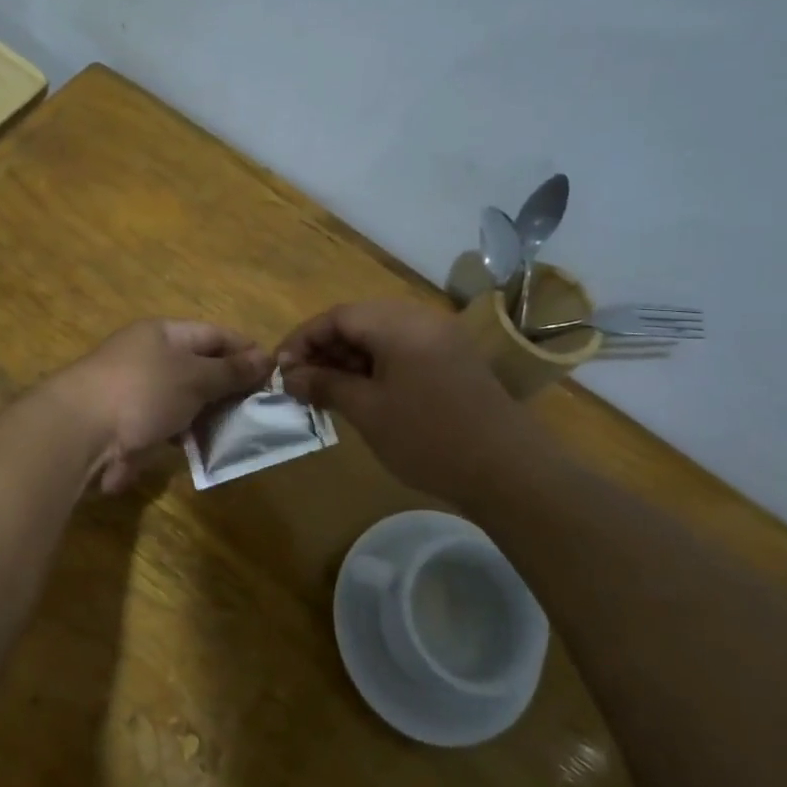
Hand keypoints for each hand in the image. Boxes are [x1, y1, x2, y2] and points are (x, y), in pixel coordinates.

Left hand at [60, 320, 270, 493]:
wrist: (80, 433)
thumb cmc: (143, 391)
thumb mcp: (195, 377)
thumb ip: (230, 371)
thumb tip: (266, 357)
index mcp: (163, 334)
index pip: (214, 334)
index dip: (245, 350)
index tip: (273, 373)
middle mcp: (150, 358)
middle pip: (201, 368)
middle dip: (231, 388)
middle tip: (263, 409)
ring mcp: (139, 393)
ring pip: (187, 401)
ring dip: (212, 416)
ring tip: (244, 432)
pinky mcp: (132, 427)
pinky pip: (170, 427)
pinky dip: (190, 436)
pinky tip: (211, 449)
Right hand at [277, 299, 525, 504]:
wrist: (507, 470)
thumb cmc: (428, 437)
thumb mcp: (368, 411)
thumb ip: (325, 385)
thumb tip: (289, 376)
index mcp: (398, 323)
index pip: (337, 316)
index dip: (302, 340)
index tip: (280, 369)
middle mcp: (421, 319)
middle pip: (359, 321)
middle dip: (325, 349)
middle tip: (302, 383)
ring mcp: (441, 338)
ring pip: (381, 336)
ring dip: (350, 358)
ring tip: (328, 392)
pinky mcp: (453, 359)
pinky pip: (403, 350)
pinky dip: (377, 366)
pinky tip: (363, 394)